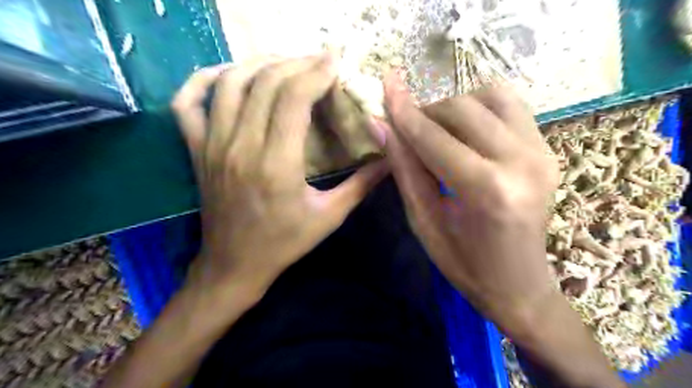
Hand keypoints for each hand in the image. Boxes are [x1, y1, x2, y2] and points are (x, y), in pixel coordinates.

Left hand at [171, 54, 388, 295]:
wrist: (234, 265)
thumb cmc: (285, 243)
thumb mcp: (330, 217)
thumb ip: (361, 184)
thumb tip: (391, 158)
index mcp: (277, 165)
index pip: (293, 99)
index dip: (316, 73)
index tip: (334, 62)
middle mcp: (241, 147)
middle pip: (265, 83)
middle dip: (296, 63)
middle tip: (318, 61)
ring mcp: (213, 146)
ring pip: (230, 83)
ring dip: (259, 64)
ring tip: (285, 63)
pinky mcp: (197, 151)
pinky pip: (188, 103)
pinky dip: (203, 79)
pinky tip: (229, 74)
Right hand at [381, 73, 558, 329]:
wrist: (519, 284)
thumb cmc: (464, 263)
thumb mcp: (424, 220)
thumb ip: (404, 169)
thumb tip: (380, 126)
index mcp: (487, 191)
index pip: (435, 138)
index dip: (405, 111)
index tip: (385, 85)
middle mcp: (522, 163)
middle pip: (464, 109)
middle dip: (427, 110)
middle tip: (408, 126)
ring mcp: (542, 153)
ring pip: (491, 97)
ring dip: (455, 104)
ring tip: (437, 128)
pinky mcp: (548, 150)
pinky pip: (511, 107)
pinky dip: (481, 106)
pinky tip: (465, 127)